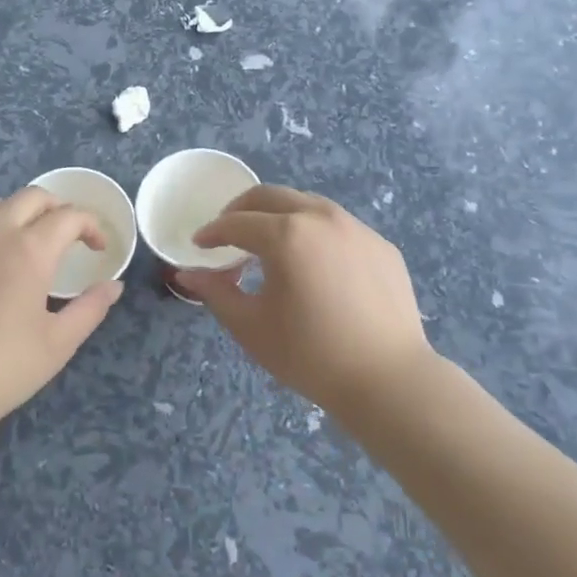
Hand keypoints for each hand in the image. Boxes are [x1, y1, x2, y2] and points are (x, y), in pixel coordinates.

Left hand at [0, 187, 123, 443]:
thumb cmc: (3, 369)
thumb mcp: (59, 343)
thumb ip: (91, 307)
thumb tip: (113, 285)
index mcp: (30, 249)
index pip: (69, 216)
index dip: (91, 226)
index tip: (98, 248)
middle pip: (33, 197)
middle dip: (58, 209)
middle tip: (67, 236)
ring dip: (19, 215)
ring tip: (27, 242)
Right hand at [178, 185, 434, 419]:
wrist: (390, 381)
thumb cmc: (311, 355)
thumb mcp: (251, 327)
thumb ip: (215, 292)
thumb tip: (186, 274)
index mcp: (286, 234)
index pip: (236, 223)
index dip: (212, 232)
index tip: (199, 244)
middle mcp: (320, 217)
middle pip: (269, 196)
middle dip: (241, 210)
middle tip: (226, 232)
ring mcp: (355, 228)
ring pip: (305, 203)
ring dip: (278, 214)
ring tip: (267, 241)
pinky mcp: (380, 244)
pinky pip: (337, 225)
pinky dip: (313, 231)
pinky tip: (312, 262)